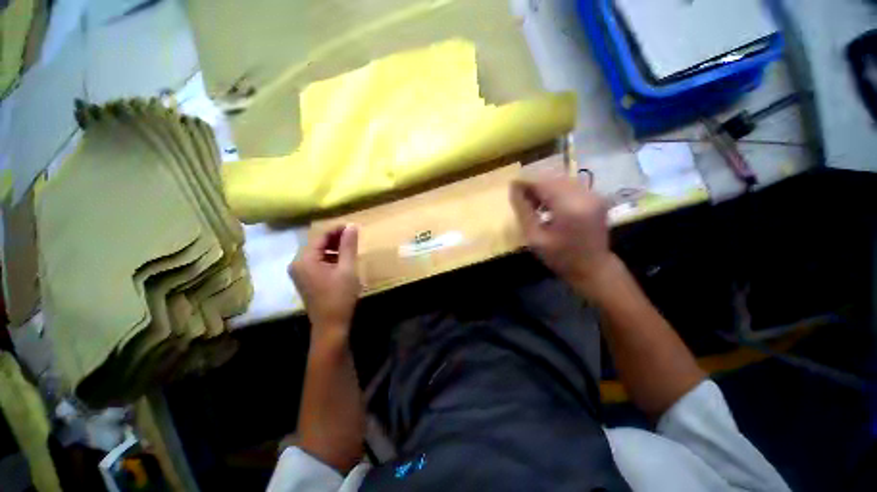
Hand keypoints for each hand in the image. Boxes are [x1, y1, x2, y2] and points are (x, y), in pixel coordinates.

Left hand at [289, 225, 360, 337]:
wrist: (331, 325)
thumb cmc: (340, 296)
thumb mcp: (347, 269)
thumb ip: (348, 246)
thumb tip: (352, 226)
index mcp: (305, 260)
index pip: (320, 237)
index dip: (337, 229)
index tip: (353, 227)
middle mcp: (297, 264)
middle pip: (317, 244)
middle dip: (335, 238)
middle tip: (353, 236)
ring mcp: (299, 273)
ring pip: (317, 253)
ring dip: (333, 248)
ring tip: (350, 248)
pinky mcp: (304, 280)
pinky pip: (316, 262)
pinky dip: (329, 258)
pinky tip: (342, 261)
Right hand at [510, 174, 614, 290]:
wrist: (593, 268)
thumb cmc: (560, 257)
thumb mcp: (534, 237)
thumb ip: (523, 210)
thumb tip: (513, 188)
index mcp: (570, 207)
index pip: (542, 182)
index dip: (525, 181)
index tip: (511, 185)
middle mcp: (585, 195)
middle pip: (552, 178)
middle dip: (534, 184)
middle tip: (521, 198)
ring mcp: (594, 194)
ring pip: (561, 179)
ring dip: (545, 187)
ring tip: (534, 203)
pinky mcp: (596, 197)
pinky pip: (571, 185)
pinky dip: (556, 190)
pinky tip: (549, 204)